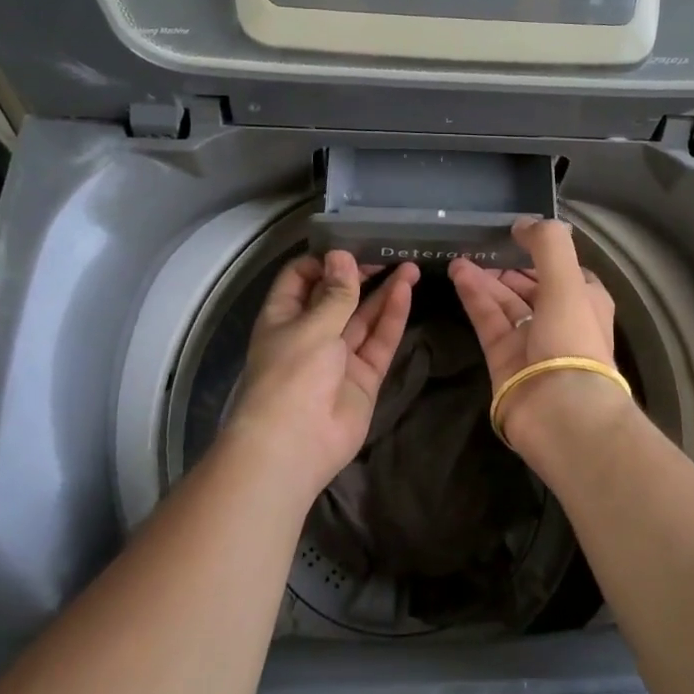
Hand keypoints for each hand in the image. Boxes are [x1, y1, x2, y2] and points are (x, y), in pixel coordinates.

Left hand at [228, 250, 418, 497]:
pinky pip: (379, 342)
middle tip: (387, 253)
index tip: (351, 246)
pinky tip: (406, 291)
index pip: (301, 278)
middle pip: (337, 297)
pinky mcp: (364, 377)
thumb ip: (335, 293)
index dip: (324, 261)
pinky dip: (392, 317)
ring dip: (383, 292)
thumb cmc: (291, 376)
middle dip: (360, 275)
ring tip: (409, 266)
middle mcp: (310, 333)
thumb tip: (342, 256)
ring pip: (363, 318)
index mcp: (284, 317)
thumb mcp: (312, 326)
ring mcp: (339, 357)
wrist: (294, 446)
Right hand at [449, 218, 622, 441]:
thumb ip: (547, 244)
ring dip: (485, 279)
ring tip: (458, 256)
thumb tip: (523, 223)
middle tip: (478, 245)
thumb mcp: (567, 281)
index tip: (514, 236)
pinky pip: (488, 321)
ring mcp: (531, 342)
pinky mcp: (504, 360)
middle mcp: (560, 321)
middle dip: (506, 266)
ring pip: (505, 303)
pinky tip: (458, 274)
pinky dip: (474, 297)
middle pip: (529, 286)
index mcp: (585, 301)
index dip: (540, 253)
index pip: (562, 270)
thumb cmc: (572, 340)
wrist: (561, 412)